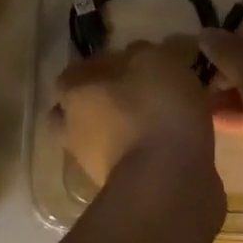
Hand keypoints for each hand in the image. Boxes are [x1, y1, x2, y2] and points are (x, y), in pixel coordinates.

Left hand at [53, 38, 217, 187]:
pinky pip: (127, 162)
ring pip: (100, 139)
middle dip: (99, 103)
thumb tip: (139, 54)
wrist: (169, 183)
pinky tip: (169, 145)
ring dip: (121, 131)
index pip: (73, 73)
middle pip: (75, 111)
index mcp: (74, 93)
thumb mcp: (157, 61)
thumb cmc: (155, 110)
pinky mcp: (120, 190)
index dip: (98, 65)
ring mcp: (93, 164)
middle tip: (133, 93)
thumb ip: (146, 53)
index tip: (128, 62)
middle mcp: (73, 129)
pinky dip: (141, 153)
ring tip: (159, 120)